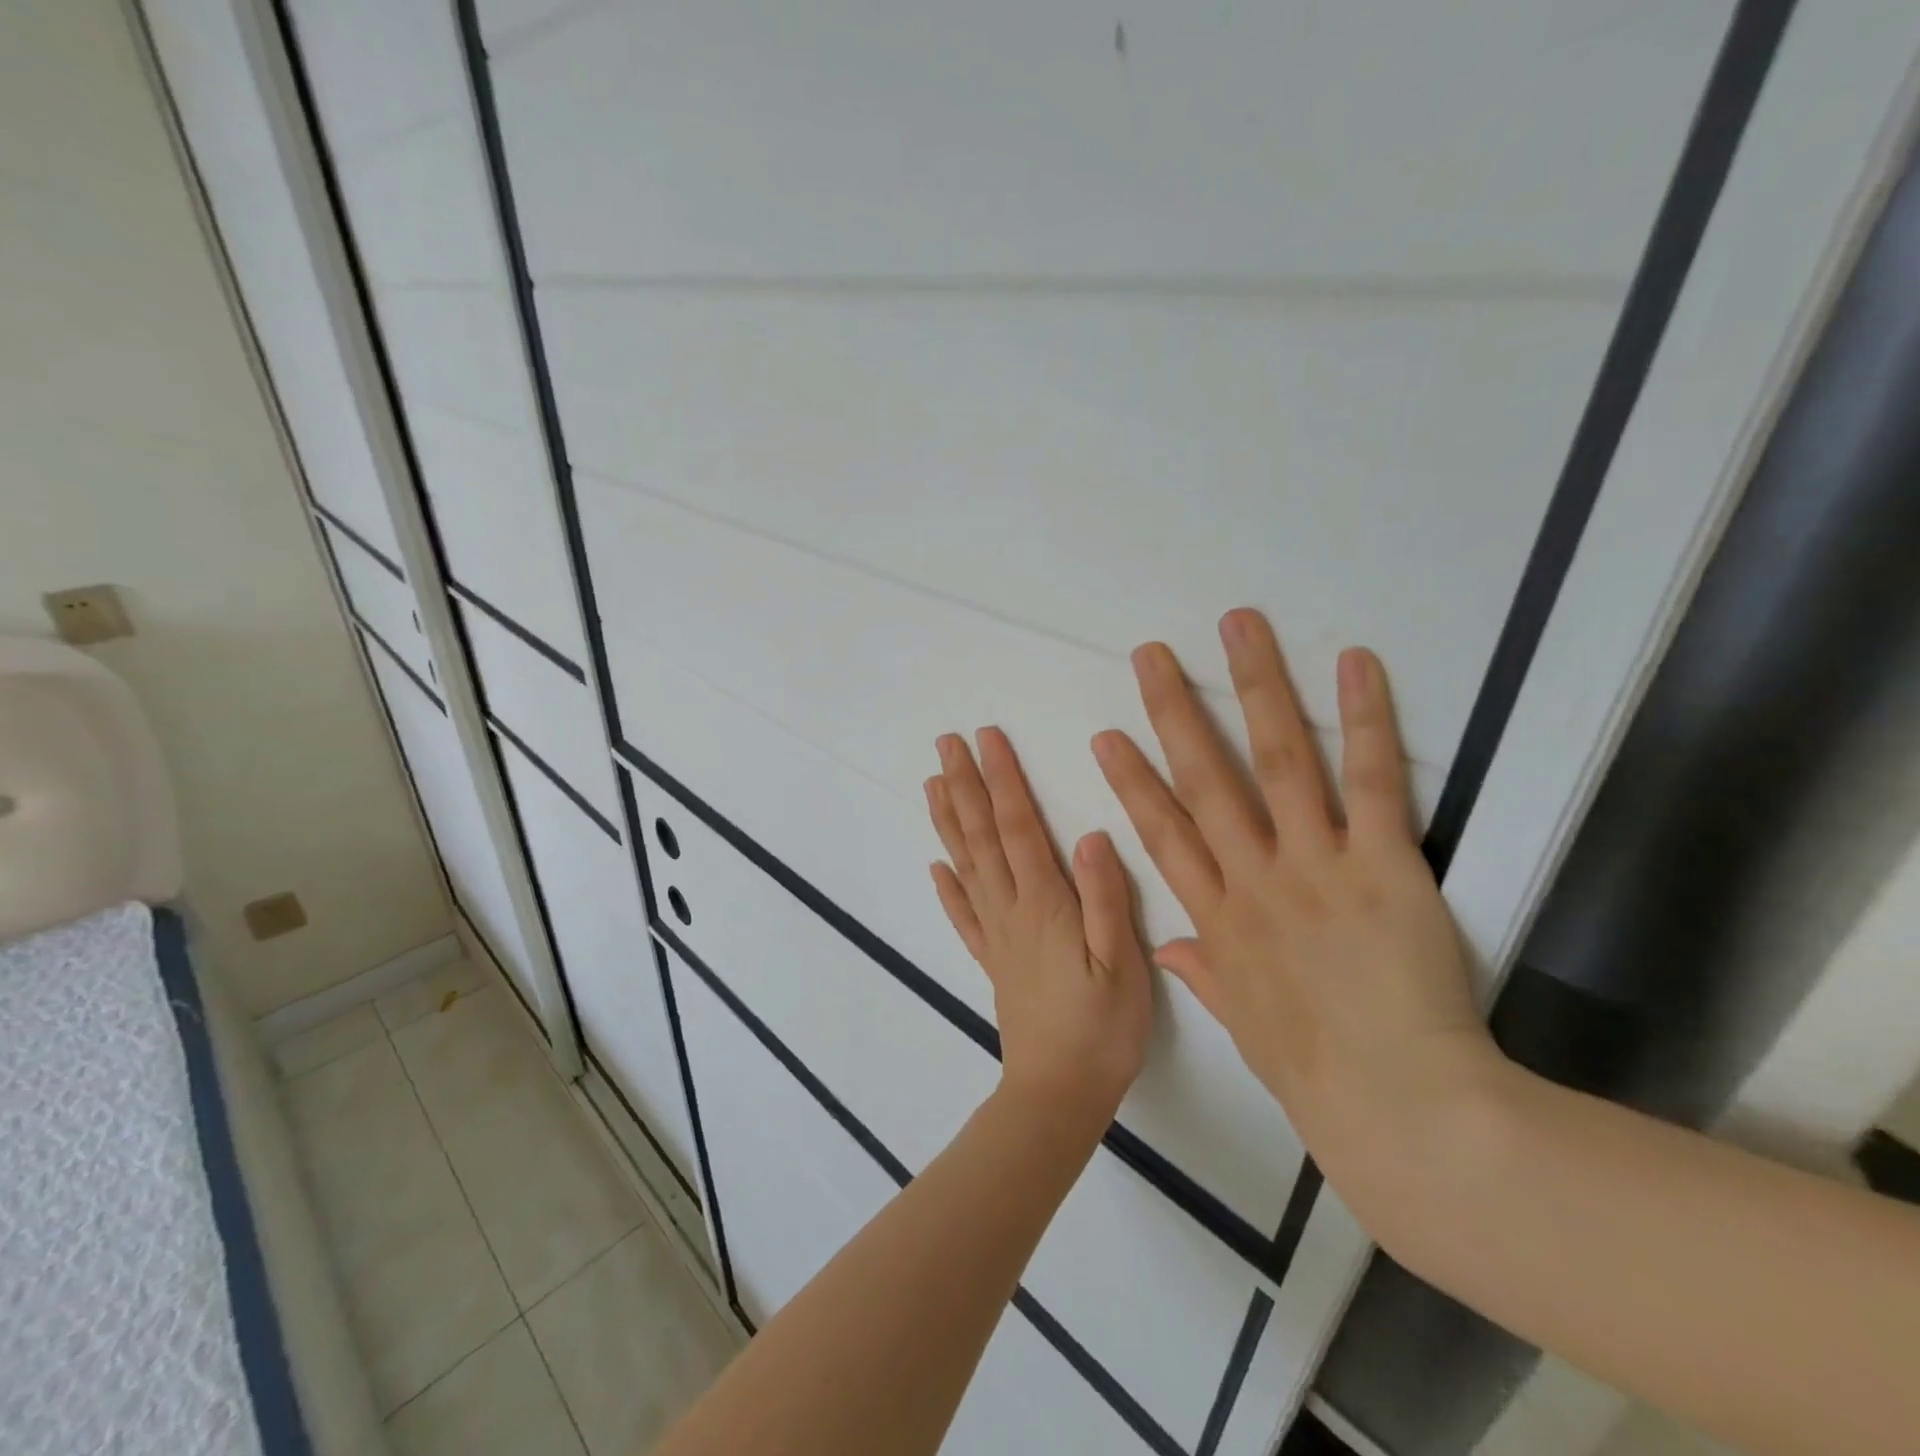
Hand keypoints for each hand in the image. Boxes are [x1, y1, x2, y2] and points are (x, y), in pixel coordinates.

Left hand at [925, 728, 1152, 1129]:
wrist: (1058, 1094)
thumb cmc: (1102, 1029)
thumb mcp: (1122, 963)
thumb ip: (1106, 898)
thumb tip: (1092, 835)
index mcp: (1043, 904)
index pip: (1017, 826)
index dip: (1002, 779)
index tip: (986, 738)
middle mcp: (1010, 910)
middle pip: (981, 837)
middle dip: (965, 785)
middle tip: (945, 743)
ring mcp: (995, 936)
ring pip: (965, 866)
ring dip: (948, 821)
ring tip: (932, 784)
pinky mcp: (992, 961)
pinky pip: (963, 916)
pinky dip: (947, 887)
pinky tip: (935, 866)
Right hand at [1091, 608, 1499, 1204]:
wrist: (1399, 1107)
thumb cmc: (1315, 1071)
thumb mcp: (1244, 1023)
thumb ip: (1204, 972)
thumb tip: (1169, 947)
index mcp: (1217, 917)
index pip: (1162, 833)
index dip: (1133, 780)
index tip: (1108, 736)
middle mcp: (1253, 876)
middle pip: (1204, 779)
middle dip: (1174, 711)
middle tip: (1152, 655)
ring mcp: (1314, 864)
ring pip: (1276, 761)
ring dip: (1255, 688)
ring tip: (1237, 627)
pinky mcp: (1382, 864)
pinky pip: (1369, 782)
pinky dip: (1362, 719)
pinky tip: (1352, 663)